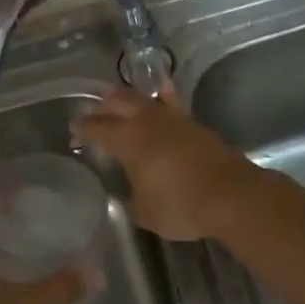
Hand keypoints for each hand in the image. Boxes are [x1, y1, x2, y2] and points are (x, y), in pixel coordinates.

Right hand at [71, 88, 261, 241]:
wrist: (231, 196)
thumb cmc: (181, 206)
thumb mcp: (145, 212)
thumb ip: (132, 200)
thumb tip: (131, 194)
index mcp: (128, 141)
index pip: (98, 129)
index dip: (83, 128)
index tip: (73, 129)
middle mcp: (148, 123)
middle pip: (119, 104)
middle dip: (103, 106)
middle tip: (94, 111)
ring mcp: (174, 120)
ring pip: (145, 99)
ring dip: (129, 97)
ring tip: (119, 95)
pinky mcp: (195, 125)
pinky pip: (172, 103)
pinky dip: (163, 96)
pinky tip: (162, 90)